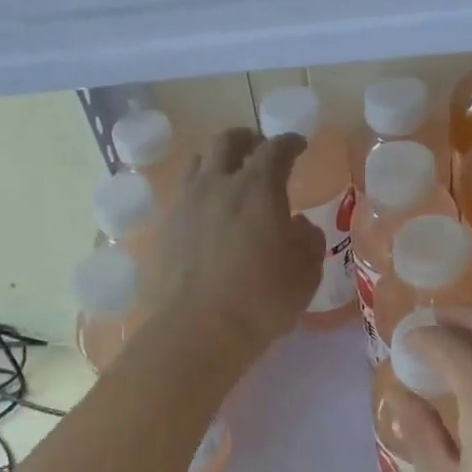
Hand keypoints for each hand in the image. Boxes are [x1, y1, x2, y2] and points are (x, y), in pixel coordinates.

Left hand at [147, 128, 322, 362]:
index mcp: (257, 188)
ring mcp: (184, 204)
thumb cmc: (260, 302)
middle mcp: (217, 185)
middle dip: (247, 140)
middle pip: (227, 142)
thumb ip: (308, 242)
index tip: (298, 146)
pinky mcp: (163, 229)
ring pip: (197, 164)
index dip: (290, 143)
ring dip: (216, 162)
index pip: (276, 149)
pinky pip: (181, 196)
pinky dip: (197, 194)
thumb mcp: (304, 275)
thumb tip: (299, 226)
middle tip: (258, 150)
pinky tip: (204, 214)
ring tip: (226, 177)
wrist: (195, 331)